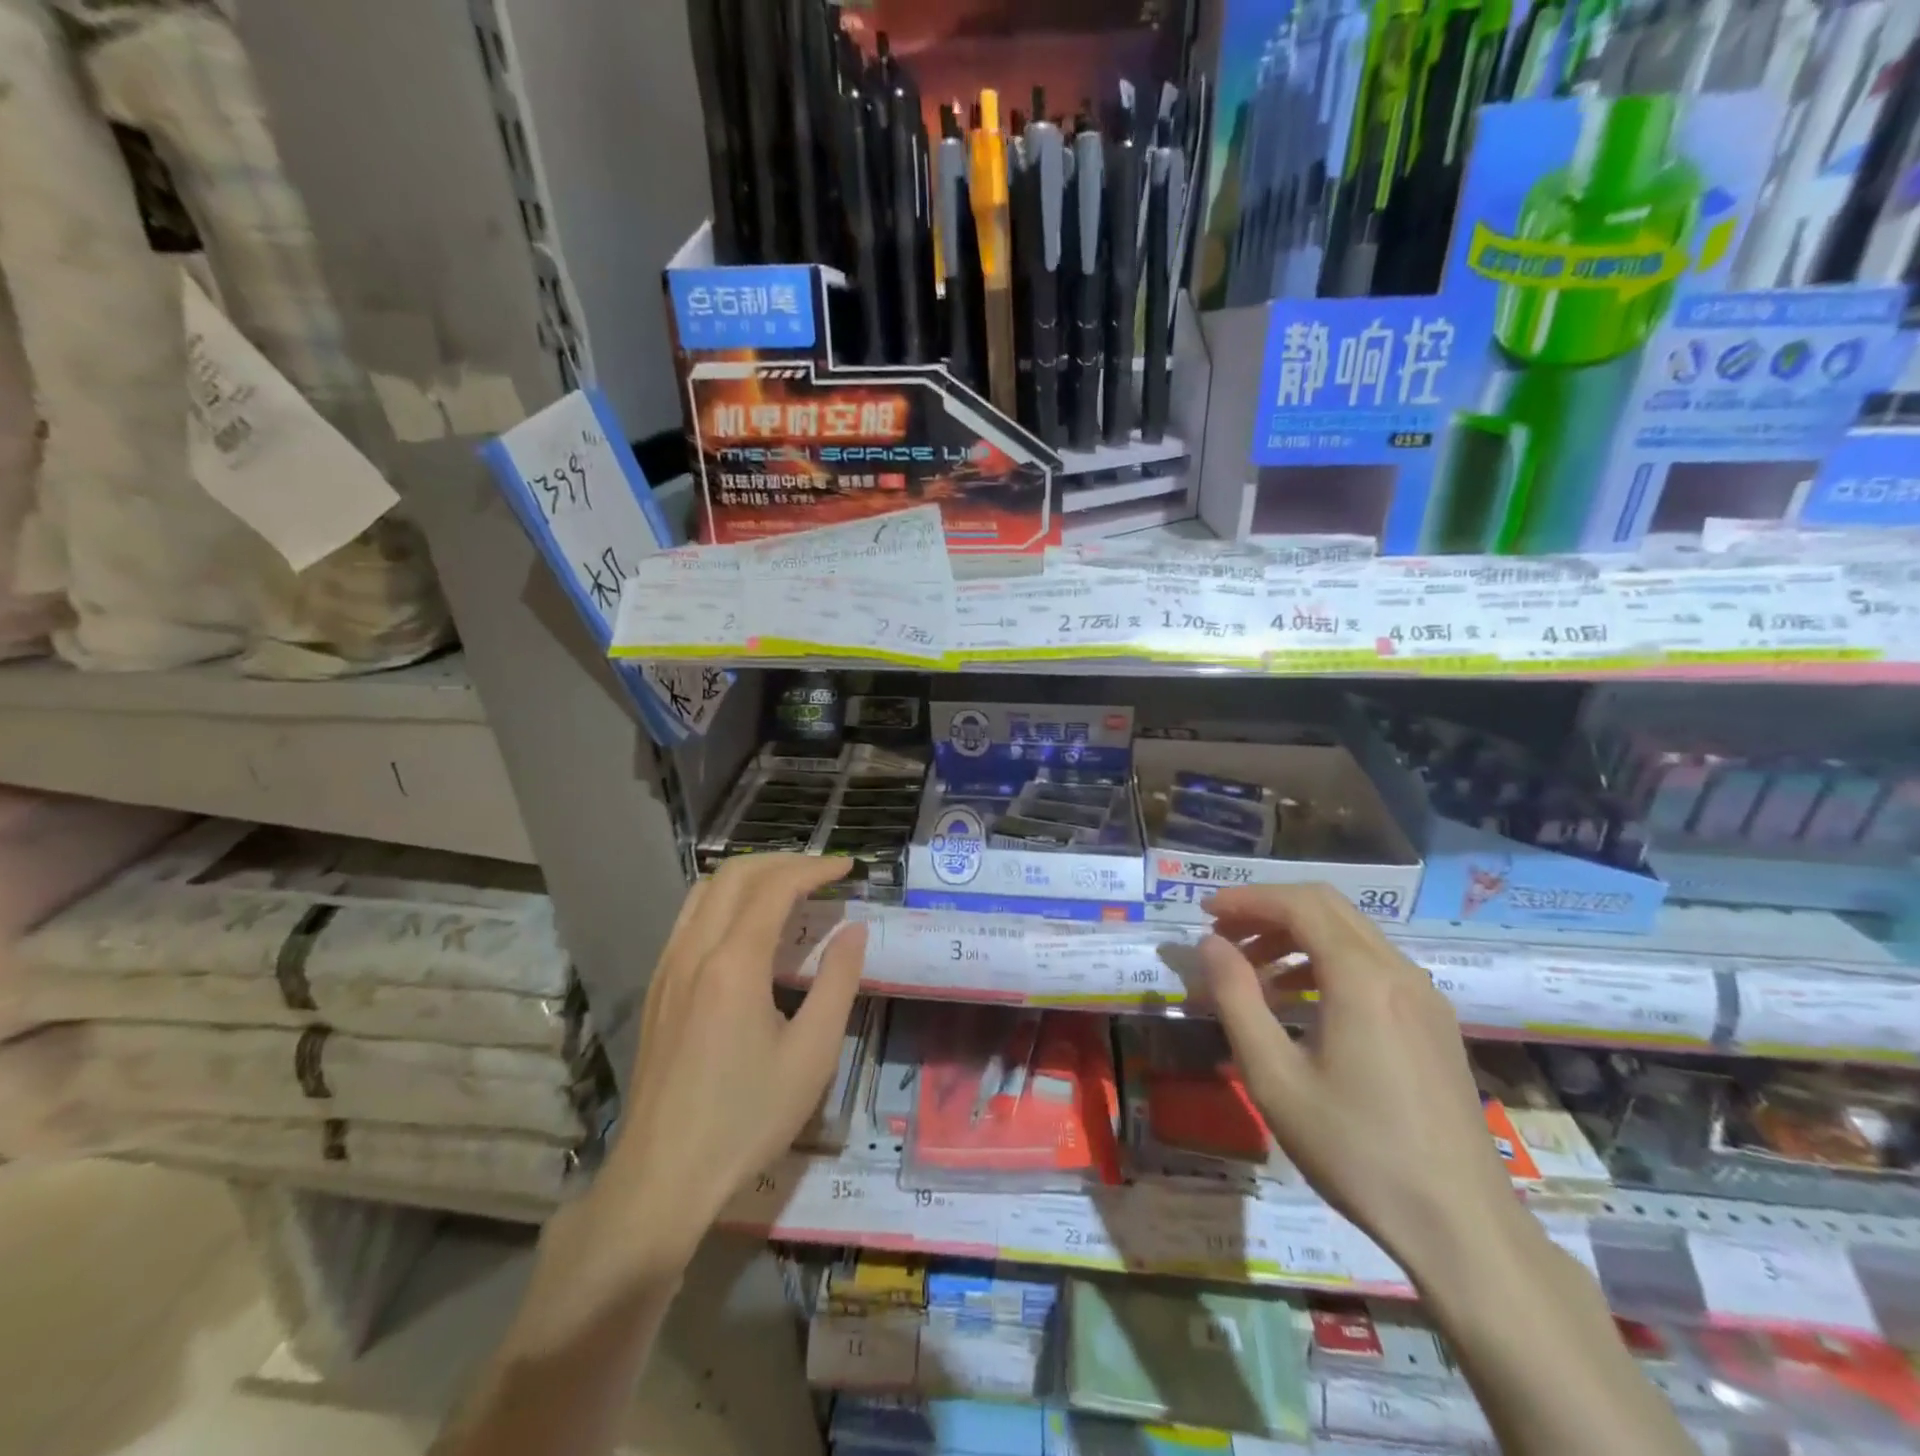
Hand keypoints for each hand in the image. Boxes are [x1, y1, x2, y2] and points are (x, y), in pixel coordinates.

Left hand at [588, 854, 868, 1280]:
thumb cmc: (747, 1117)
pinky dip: (724, 900)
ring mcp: (667, 967)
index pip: (776, 887)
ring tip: (788, 888)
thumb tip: (854, 930)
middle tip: (822, 872)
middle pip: (734, 875)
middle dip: (782, 861)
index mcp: (734, 963)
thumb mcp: (812, 1054)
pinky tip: (746, 928)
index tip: (848, 867)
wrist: (662, 1177)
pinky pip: (689, 918)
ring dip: (749, 876)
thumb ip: (837, 982)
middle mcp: (694, 951)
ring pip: (704, 891)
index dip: (815, 868)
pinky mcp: (657, 988)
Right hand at [1199, 883, 1525, 1279]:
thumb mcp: (1274, 1077)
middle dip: (1269, 910)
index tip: (1205, 912)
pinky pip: (1373, 966)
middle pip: (1328, 907)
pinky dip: (1326, 963)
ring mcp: (1424, 996)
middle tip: (1225, 935)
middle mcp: (1399, 972)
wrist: (1461, 1227)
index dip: (1247, 899)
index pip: (1299, 905)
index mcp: (1362, 978)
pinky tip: (1301, 1004)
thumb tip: (1211, 944)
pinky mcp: (1433, 1022)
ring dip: (1297, 936)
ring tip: (1253, 973)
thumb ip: (1236, 999)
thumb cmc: (1356, 1150)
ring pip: (1352, 934)